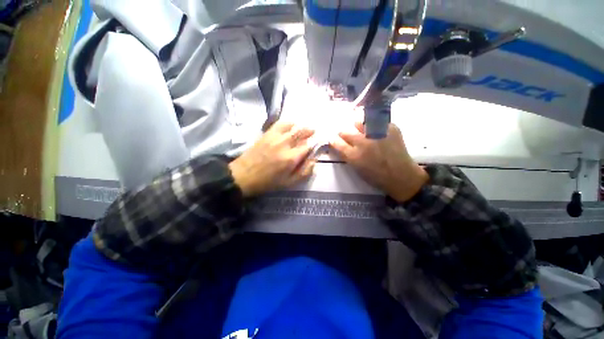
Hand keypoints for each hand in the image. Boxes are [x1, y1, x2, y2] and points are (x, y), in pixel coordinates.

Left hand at [229, 121, 315, 197]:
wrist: (244, 175)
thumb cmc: (268, 182)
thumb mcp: (288, 183)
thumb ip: (304, 172)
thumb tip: (314, 161)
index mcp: (291, 158)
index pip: (308, 146)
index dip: (313, 145)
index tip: (315, 145)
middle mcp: (285, 144)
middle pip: (302, 133)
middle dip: (310, 132)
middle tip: (313, 132)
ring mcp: (275, 137)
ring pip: (293, 126)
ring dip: (301, 127)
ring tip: (304, 129)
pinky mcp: (267, 134)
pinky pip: (280, 124)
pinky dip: (288, 123)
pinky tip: (291, 126)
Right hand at [330, 122, 428, 201]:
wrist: (401, 175)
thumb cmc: (376, 176)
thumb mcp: (356, 168)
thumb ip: (347, 155)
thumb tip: (341, 144)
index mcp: (354, 156)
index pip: (336, 142)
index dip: (333, 140)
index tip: (333, 139)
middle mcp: (363, 142)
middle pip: (345, 131)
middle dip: (343, 133)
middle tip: (347, 135)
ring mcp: (377, 133)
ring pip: (358, 122)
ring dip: (356, 126)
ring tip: (361, 131)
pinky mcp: (390, 128)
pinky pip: (375, 121)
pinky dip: (372, 125)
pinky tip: (375, 131)